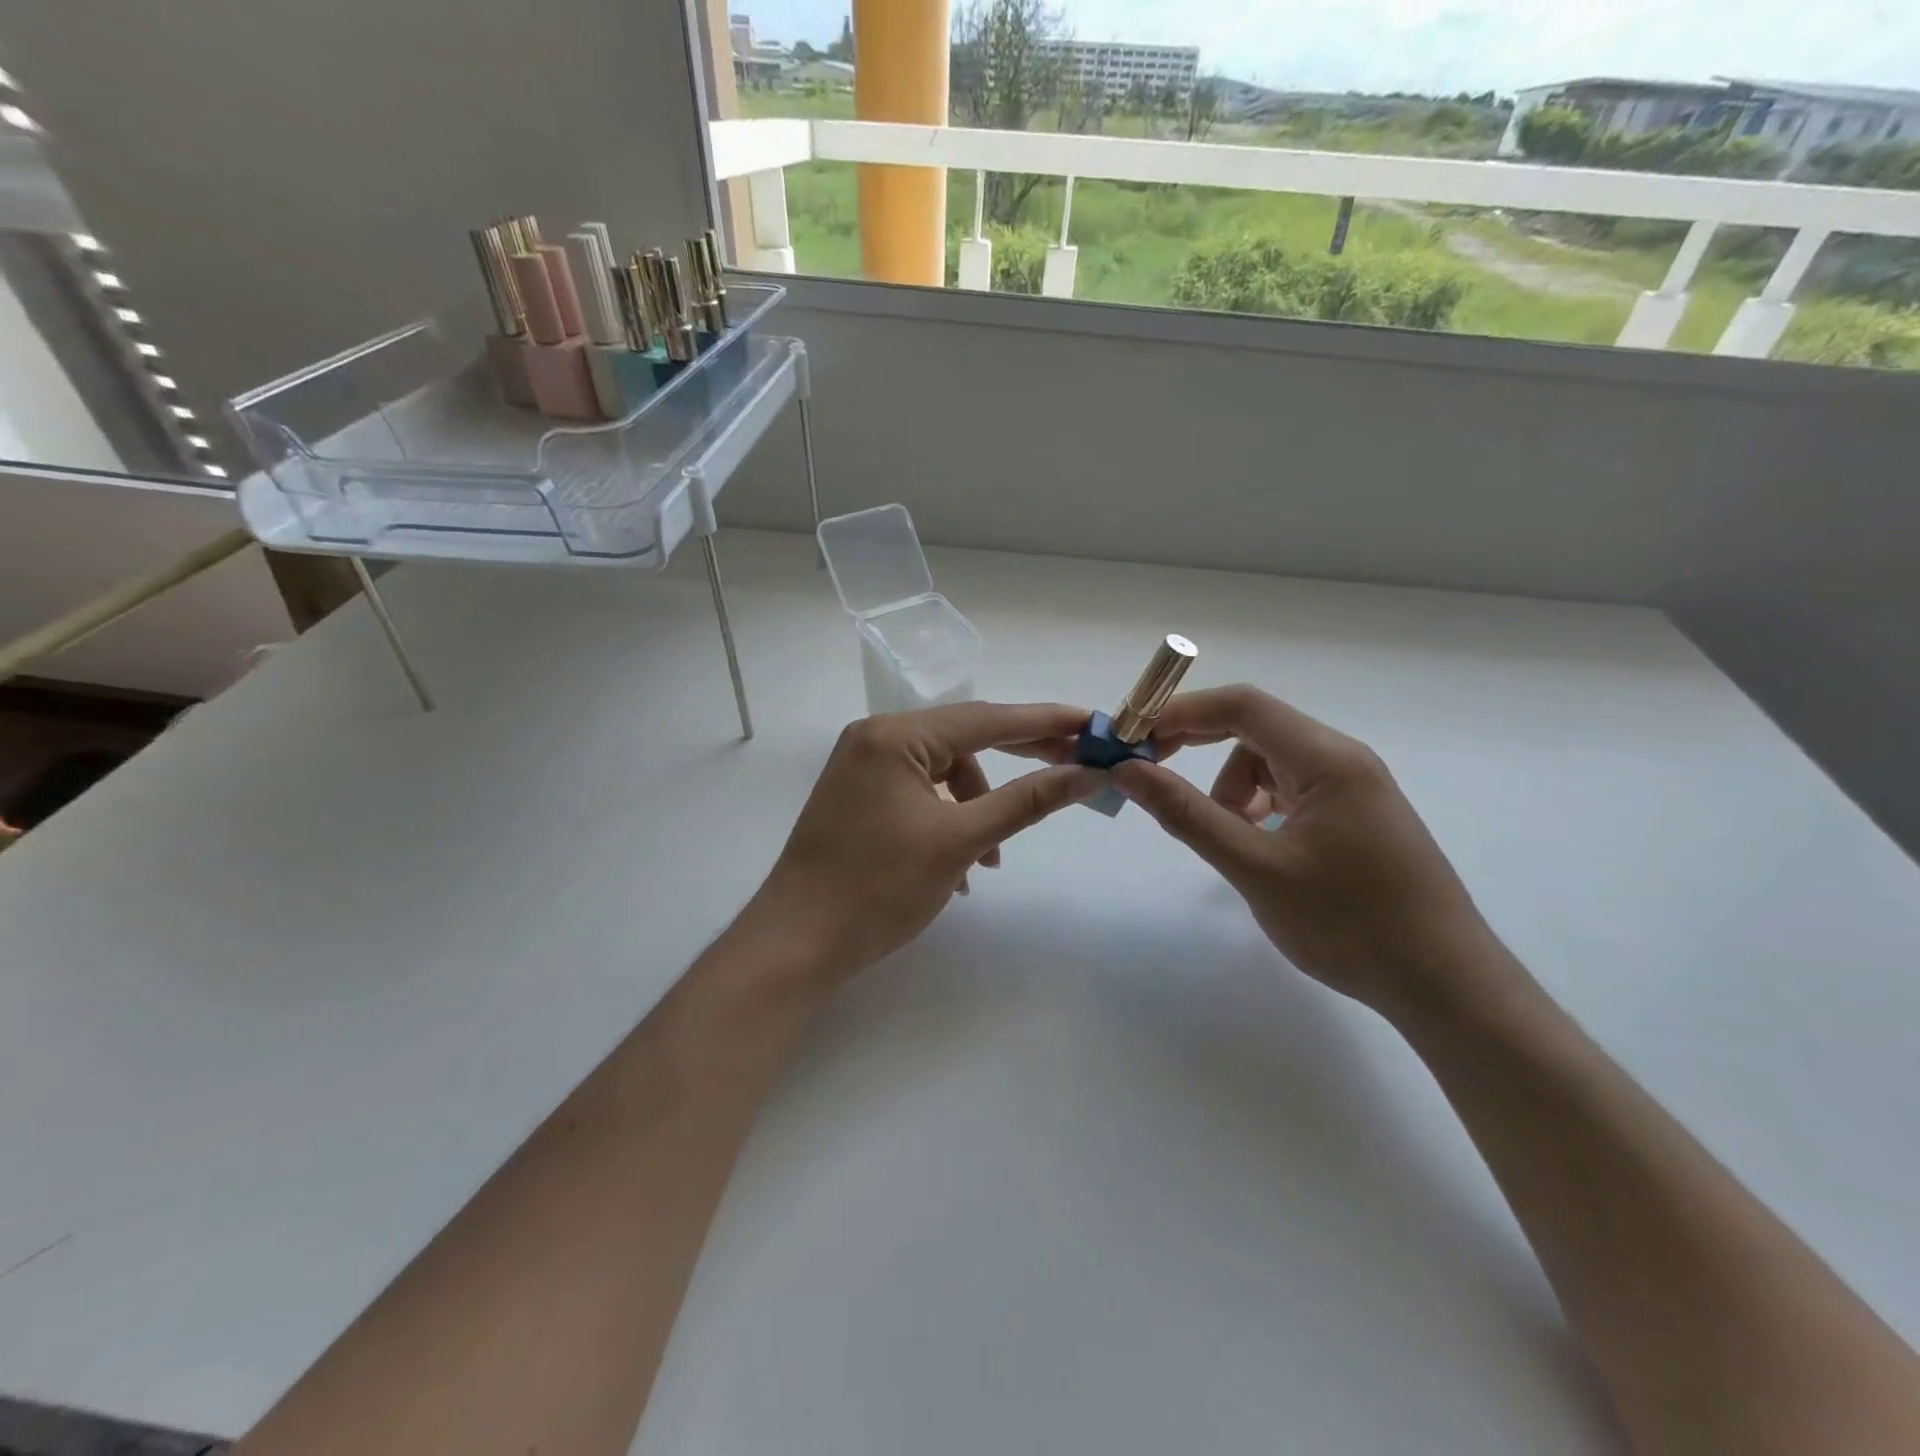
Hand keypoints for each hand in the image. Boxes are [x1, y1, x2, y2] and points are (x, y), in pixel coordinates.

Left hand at [745, 702, 1102, 989]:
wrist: (797, 944)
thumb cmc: (879, 888)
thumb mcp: (961, 841)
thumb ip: (1027, 801)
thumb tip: (1087, 774)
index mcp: (895, 735)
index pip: (986, 718)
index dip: (1045, 722)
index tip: (1092, 724)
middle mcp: (875, 738)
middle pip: (965, 738)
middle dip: (1020, 758)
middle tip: (1074, 767)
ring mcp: (863, 767)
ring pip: (943, 772)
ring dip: (979, 806)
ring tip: (992, 860)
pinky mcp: (859, 797)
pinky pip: (919, 793)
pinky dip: (948, 819)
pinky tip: (960, 868)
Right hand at [1112, 685, 1522, 1022]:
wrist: (1444, 985)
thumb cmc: (1349, 924)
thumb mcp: (1255, 868)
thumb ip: (1187, 814)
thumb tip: (1128, 771)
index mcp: (1327, 759)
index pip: (1242, 705)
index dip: (1181, 712)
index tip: (1134, 738)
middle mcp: (1343, 759)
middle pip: (1254, 728)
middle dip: (1197, 744)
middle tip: (1150, 773)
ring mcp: (1353, 787)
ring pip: (1269, 762)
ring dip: (1230, 787)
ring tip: (1225, 837)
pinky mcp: (1354, 815)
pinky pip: (1290, 789)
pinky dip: (1258, 806)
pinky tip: (1256, 846)